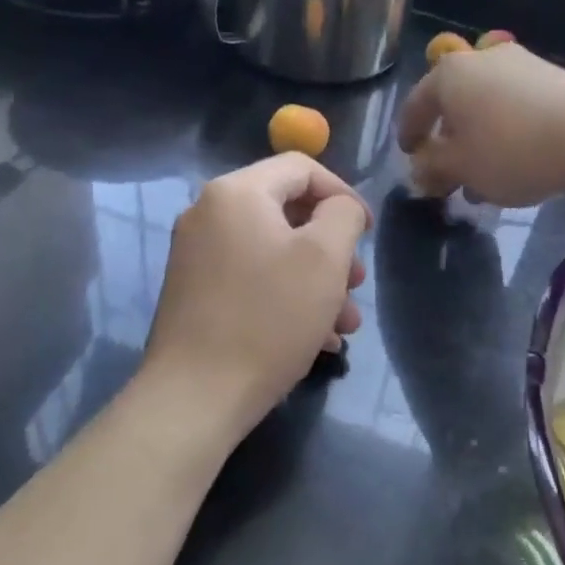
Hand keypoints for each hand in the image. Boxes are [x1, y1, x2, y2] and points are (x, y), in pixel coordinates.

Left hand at [144, 154, 370, 421]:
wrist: (196, 396)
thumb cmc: (269, 317)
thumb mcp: (325, 257)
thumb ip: (343, 214)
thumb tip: (339, 208)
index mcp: (237, 193)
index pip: (302, 168)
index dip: (344, 194)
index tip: (368, 233)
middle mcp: (209, 214)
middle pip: (288, 212)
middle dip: (332, 249)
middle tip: (357, 284)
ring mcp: (198, 256)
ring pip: (275, 252)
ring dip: (317, 281)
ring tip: (344, 323)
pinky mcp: (196, 293)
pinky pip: (253, 279)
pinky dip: (288, 298)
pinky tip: (317, 339)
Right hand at [397, 44, 564, 206]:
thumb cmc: (510, 150)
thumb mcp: (462, 167)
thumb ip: (433, 167)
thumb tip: (419, 168)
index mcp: (449, 75)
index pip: (416, 104)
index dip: (408, 134)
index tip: (409, 156)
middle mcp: (482, 59)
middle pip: (454, 103)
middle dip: (448, 141)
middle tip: (447, 172)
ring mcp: (521, 65)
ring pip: (487, 107)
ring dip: (479, 140)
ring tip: (483, 178)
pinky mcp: (553, 78)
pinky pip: (516, 107)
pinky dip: (506, 132)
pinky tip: (515, 162)